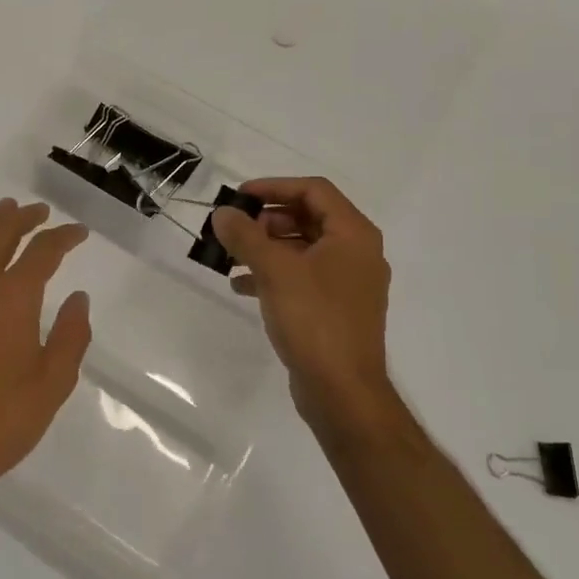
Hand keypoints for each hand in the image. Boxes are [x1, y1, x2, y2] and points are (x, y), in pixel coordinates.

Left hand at [0, 199, 91, 500]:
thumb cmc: (2, 419)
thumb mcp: (53, 382)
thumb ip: (70, 335)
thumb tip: (78, 298)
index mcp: (11, 299)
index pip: (41, 253)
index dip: (62, 237)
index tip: (79, 232)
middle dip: (20, 218)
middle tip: (39, 210)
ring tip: (4, 212)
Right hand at [211, 178, 394, 433]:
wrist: (342, 391)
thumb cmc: (314, 320)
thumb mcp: (275, 271)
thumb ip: (246, 236)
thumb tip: (223, 213)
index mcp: (353, 235)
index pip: (314, 191)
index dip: (275, 186)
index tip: (240, 196)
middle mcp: (356, 253)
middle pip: (308, 218)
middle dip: (267, 220)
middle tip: (235, 229)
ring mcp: (347, 283)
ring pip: (302, 249)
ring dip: (266, 248)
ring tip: (231, 256)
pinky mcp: (335, 309)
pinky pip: (302, 278)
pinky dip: (274, 275)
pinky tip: (241, 285)